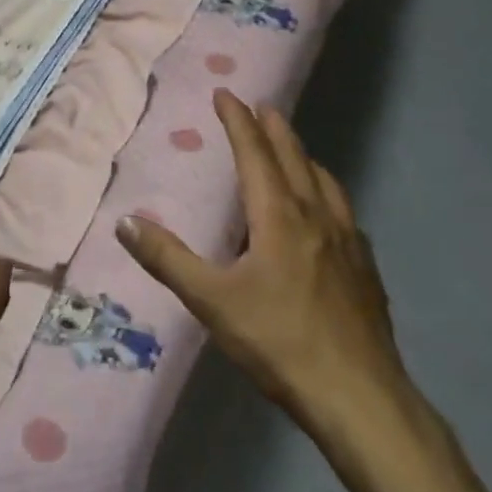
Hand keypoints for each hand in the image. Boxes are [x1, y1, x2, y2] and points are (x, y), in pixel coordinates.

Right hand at [116, 89, 419, 455]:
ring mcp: (348, 243)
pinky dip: (328, 196)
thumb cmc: (280, 342)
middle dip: (275, 128)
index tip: (226, 94)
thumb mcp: (212, 301)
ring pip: (325, 183)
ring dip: (305, 158)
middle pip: (294, 158)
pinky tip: (330, 216)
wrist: (360, 398)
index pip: (254, 153)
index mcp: (279, 216)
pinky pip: (344, 215)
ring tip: (294, 151)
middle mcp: (316, 217)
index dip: (238, 121)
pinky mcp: (366, 270)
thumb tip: (126, 221)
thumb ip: (168, 259)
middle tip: (263, 106)